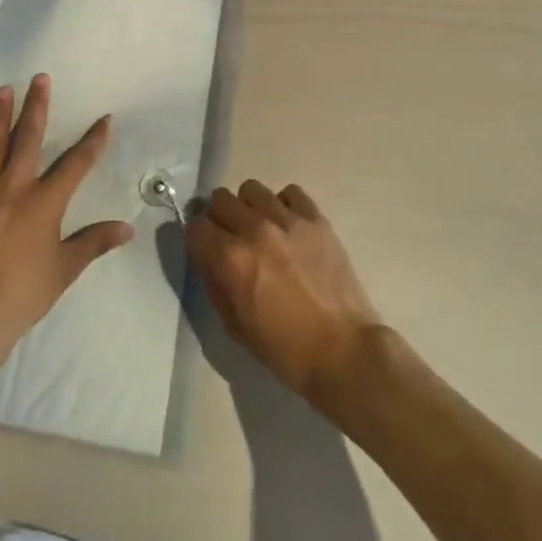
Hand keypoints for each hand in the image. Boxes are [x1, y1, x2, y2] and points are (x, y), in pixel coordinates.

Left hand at [0, 75, 134, 367]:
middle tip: (40, 78)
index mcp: (45, 201)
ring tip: (5, 90)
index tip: (105, 119)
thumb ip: (93, 243)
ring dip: (0, 116)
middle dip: (37, 106)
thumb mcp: (63, 270)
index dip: (93, 140)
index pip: (76, 163)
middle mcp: (14, 186)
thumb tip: (127, 228)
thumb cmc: (21, 293)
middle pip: (29, 138)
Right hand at [186, 180, 382, 403]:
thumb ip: (215, 285)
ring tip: (260, 229)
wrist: (345, 351)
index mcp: (231, 259)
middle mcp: (254, 229)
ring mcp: (287, 219)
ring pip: (251, 189)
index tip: (204, 249)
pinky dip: (283, 205)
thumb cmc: (286, 350)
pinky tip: (288, 227)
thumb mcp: (235, 327)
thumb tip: (207, 258)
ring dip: (249, 207)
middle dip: (219, 218)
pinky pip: (289, 192)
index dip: (197, 239)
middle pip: (220, 199)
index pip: (196, 227)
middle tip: (230, 238)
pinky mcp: (315, 218)